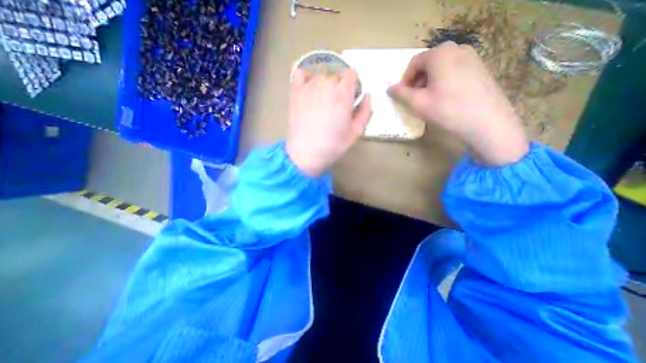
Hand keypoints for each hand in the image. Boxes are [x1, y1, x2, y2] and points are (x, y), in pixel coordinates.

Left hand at [284, 68, 370, 176]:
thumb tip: (367, 96)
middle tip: (336, 105)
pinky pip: (300, 73)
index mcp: (343, 94)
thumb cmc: (333, 145)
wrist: (306, 153)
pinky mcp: (295, 92)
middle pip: (336, 76)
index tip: (351, 97)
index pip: (351, 74)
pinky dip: (306, 77)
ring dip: (324, 85)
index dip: (353, 84)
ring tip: (322, 102)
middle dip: (339, 88)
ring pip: (320, 76)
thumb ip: (365, 111)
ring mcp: (309, 87)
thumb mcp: (356, 132)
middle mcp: (326, 85)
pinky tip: (308, 87)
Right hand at [385, 41, 526, 163]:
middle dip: (417, 81)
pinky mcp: (479, 68)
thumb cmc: (446, 109)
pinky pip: (453, 71)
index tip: (403, 96)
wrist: (485, 121)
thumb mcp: (417, 103)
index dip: (405, 80)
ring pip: (440, 68)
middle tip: (415, 99)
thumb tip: (389, 88)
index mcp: (440, 54)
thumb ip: (400, 94)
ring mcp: (471, 57)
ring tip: (429, 100)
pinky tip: (444, 99)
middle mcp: (457, 49)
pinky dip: (443, 82)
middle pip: (428, 64)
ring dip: (429, 82)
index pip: (414, 63)